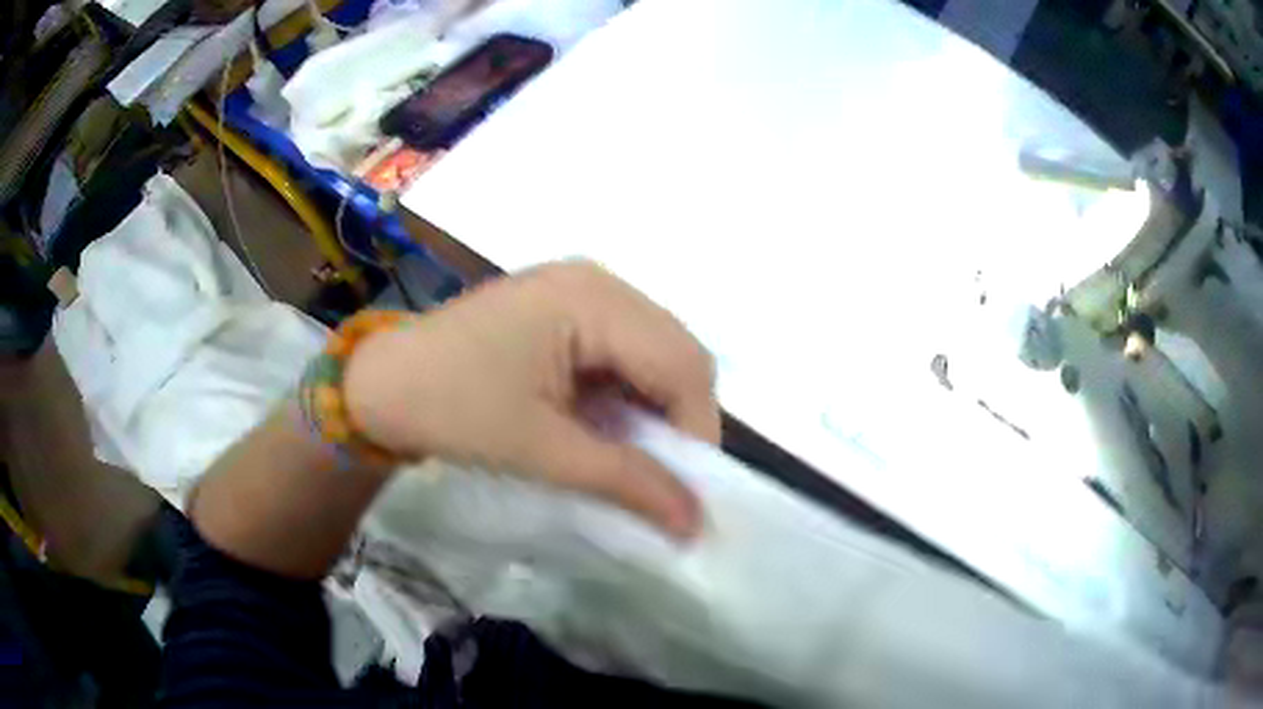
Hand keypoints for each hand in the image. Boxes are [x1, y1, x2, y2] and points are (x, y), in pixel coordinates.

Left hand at [343, 261, 719, 538]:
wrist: (380, 384)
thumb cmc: (452, 410)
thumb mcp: (543, 451)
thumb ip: (627, 482)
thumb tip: (695, 524)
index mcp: (593, 299)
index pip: (682, 364)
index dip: (697, 431)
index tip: (685, 493)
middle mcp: (598, 280)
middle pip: (675, 351)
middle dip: (679, 419)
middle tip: (662, 477)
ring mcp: (580, 288)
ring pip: (653, 351)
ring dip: (654, 407)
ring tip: (633, 455)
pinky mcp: (564, 306)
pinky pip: (622, 349)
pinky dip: (627, 392)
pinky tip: (607, 424)